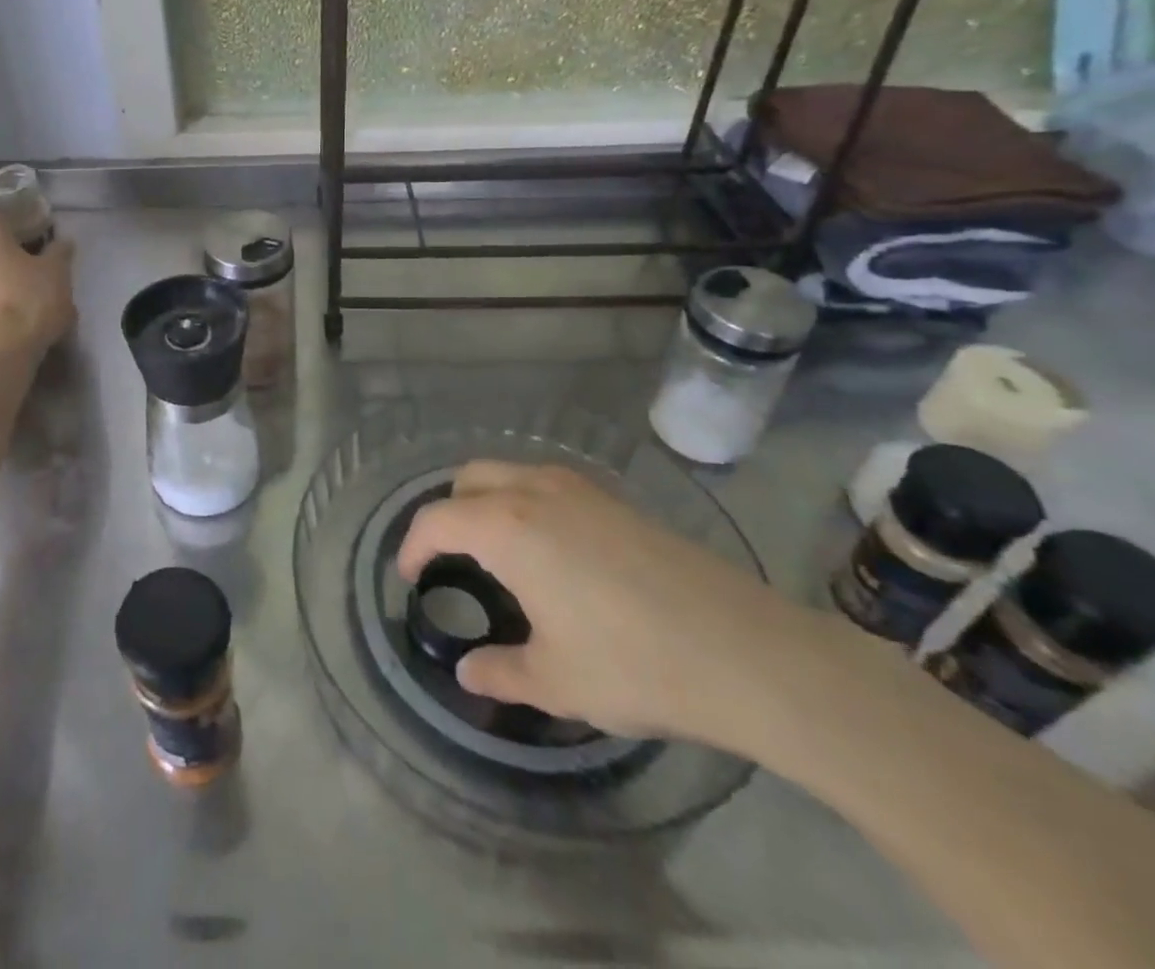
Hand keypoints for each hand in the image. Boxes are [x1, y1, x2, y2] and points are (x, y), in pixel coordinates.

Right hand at [397, 460, 807, 744]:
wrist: (746, 651)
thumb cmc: (633, 663)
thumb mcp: (555, 681)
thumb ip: (500, 672)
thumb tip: (469, 672)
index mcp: (506, 528)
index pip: (436, 519)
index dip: (412, 547)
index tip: (408, 577)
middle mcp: (535, 492)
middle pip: (468, 479)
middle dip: (448, 513)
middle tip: (450, 561)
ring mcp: (580, 489)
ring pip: (510, 473)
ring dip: (488, 502)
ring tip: (498, 555)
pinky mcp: (616, 500)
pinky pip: (548, 484)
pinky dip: (526, 504)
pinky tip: (553, 554)